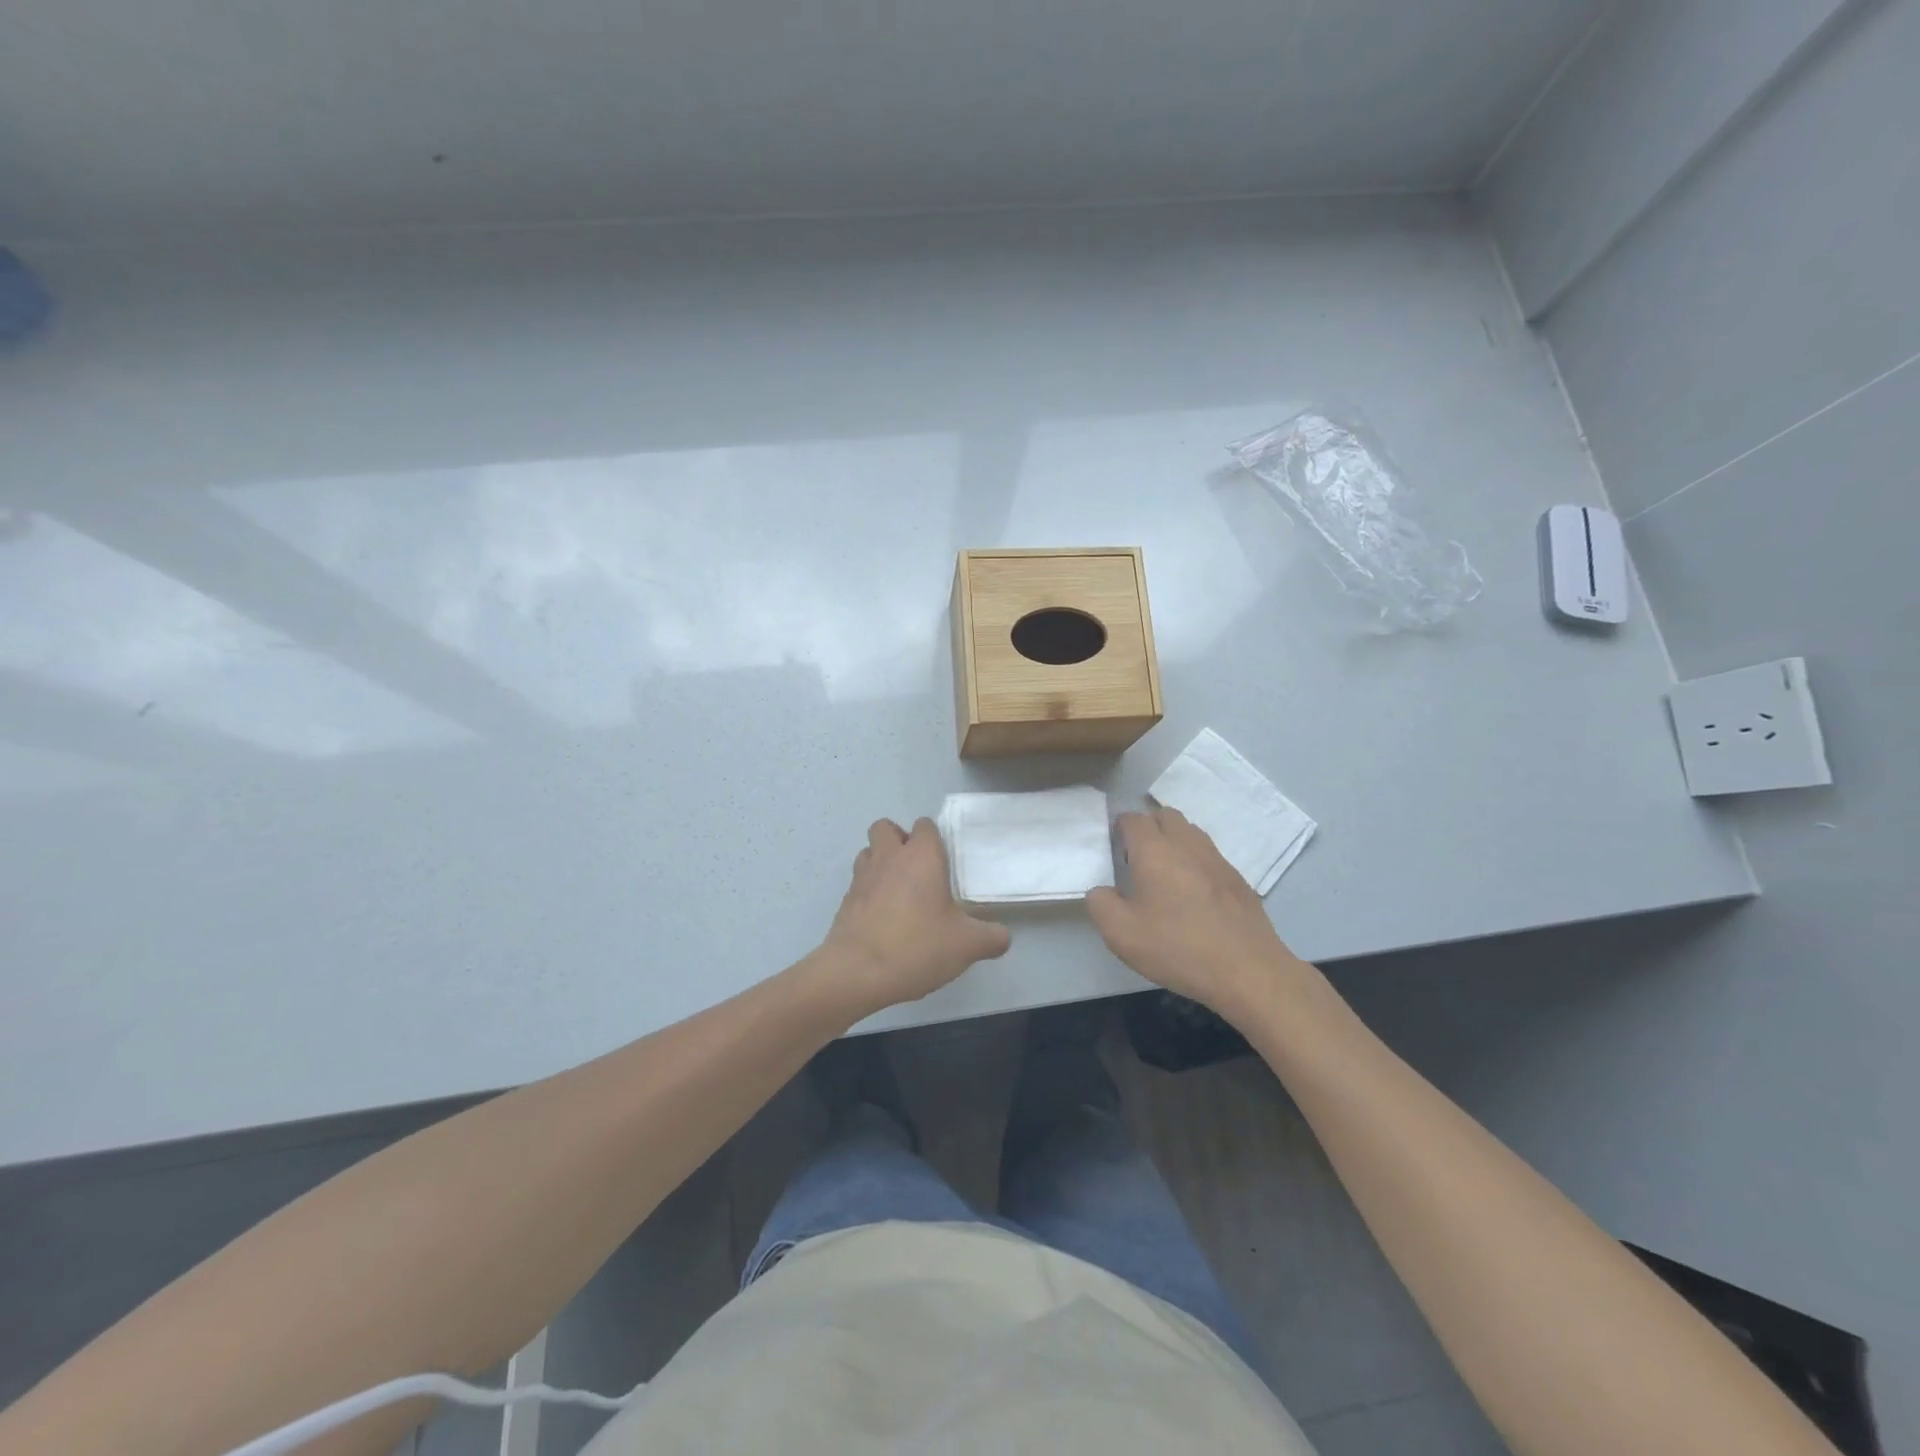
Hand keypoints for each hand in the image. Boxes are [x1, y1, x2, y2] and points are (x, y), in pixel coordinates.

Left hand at [818, 818, 1011, 1014]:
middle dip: (899, 840)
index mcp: (921, 856)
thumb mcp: (967, 945)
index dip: (933, 838)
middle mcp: (889, 857)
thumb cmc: (917, 946)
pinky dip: (868, 890)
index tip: (944, 861)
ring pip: (868, 851)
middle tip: (916, 869)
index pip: (925, 825)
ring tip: (897, 890)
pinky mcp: (845, 900)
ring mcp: (862, 877)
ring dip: (880, 861)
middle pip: (886, 827)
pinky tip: (882, 917)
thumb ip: (992, 937)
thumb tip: (1002, 936)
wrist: (857, 971)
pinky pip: (858, 882)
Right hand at [1087, 807, 1305, 1021]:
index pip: (1133, 819)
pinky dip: (1196, 862)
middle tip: (1138, 857)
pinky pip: (1210, 856)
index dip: (1120, 827)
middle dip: (1149, 827)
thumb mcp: (1121, 933)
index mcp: (1154, 851)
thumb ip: (1100, 904)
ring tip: (1165, 873)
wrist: (1247, 970)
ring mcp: (1217, 860)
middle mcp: (1187, 845)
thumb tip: (1102, 890)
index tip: (1114, 847)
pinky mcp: (1238, 879)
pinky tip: (1194, 894)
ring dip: (1174, 841)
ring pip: (1191, 832)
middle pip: (1166, 816)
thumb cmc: (1177, 947)